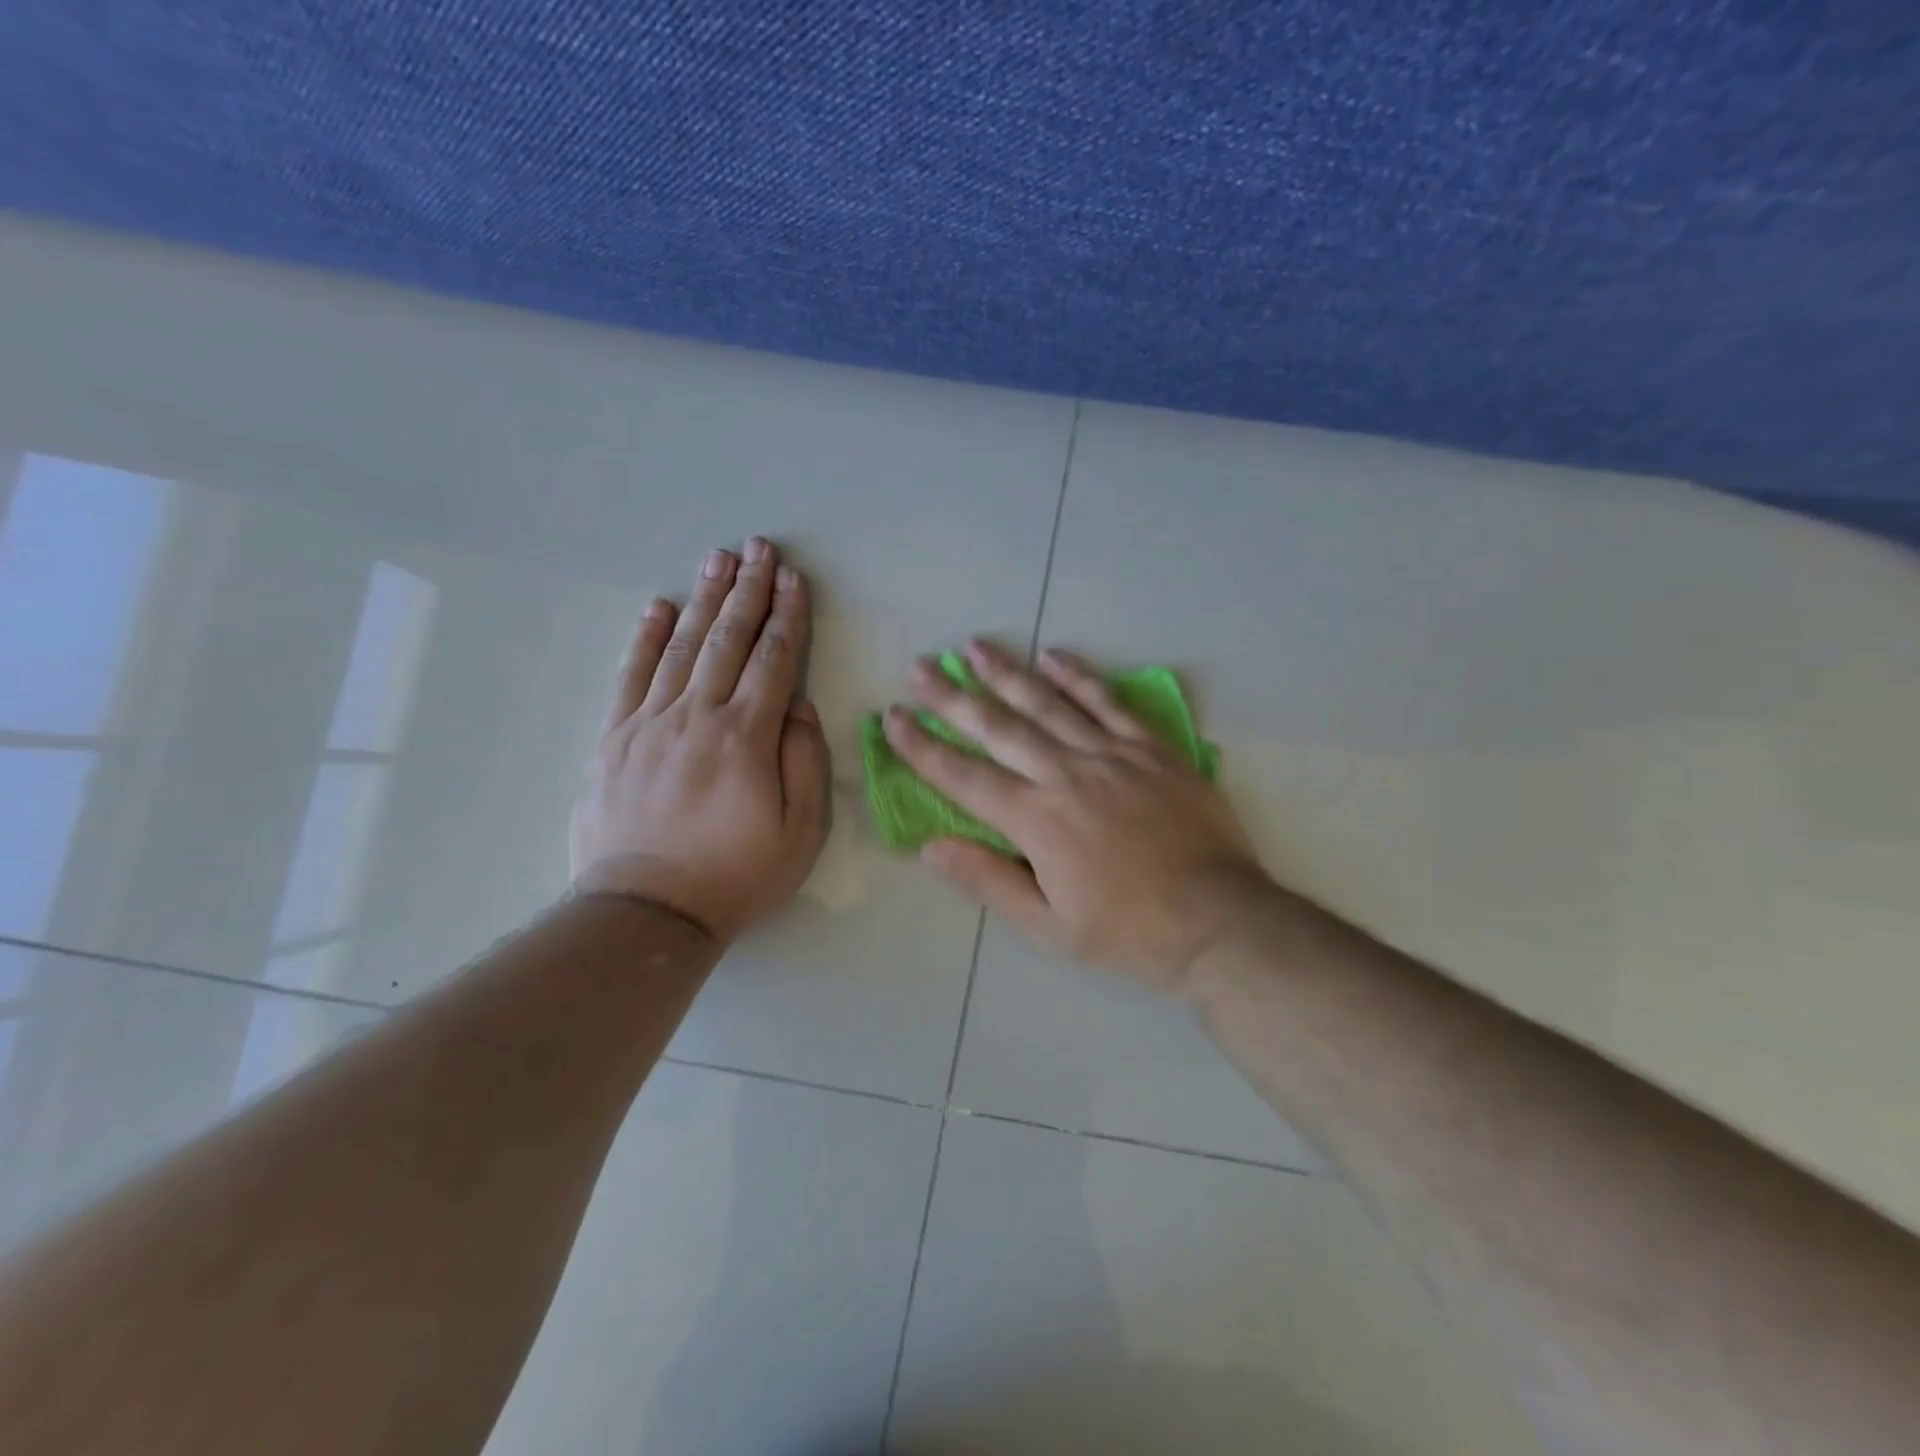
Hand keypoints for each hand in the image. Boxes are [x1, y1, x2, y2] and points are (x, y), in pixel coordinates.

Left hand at [570, 538, 829, 943]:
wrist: (646, 912)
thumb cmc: (735, 875)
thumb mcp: (800, 832)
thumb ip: (804, 761)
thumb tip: (797, 705)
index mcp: (746, 737)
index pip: (774, 661)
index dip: (787, 616)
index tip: (795, 579)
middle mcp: (697, 716)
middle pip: (728, 639)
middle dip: (748, 590)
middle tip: (760, 548)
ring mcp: (649, 723)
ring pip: (682, 646)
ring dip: (704, 599)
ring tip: (718, 559)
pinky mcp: (614, 738)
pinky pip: (632, 675)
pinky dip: (647, 637)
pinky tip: (660, 607)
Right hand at [882, 641, 1267, 991]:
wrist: (1218, 921)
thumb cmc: (1128, 931)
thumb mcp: (1048, 925)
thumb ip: (988, 880)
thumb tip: (931, 847)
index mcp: (1036, 821)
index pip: (964, 776)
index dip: (923, 747)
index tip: (893, 718)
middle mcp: (1067, 775)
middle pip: (998, 727)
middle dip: (952, 697)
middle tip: (921, 666)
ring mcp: (1112, 755)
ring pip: (1048, 703)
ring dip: (1007, 673)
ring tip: (974, 647)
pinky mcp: (1151, 749)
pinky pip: (1109, 703)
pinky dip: (1079, 676)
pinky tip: (1054, 654)